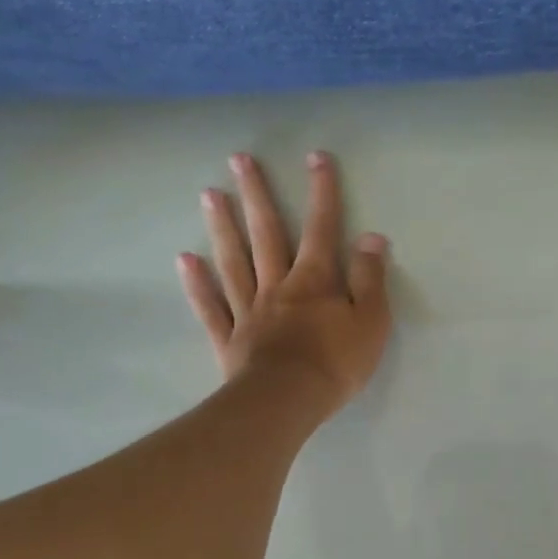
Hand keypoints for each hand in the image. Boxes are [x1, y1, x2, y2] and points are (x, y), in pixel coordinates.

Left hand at [178, 151, 391, 415]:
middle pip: (266, 233)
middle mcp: (278, 285)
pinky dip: (197, 283)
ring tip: (208, 193)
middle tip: (239, 159)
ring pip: (234, 261)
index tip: (316, 157)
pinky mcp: (230, 338)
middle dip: (256, 195)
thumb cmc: (337, 363)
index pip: (322, 228)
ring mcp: (248, 310)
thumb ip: (370, 278)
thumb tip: (371, 237)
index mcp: (315, 281)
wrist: (288, 401)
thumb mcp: (371, 321)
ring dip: (222, 227)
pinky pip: (211, 306)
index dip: (322, 192)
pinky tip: (185, 260)